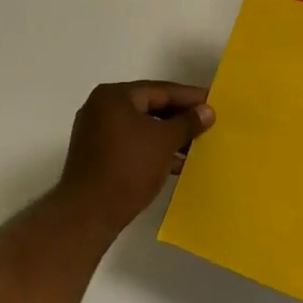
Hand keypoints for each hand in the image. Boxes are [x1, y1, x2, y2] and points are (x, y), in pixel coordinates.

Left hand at [54, 81, 214, 234]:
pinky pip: (132, 144)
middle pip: (149, 107)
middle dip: (180, 117)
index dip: (189, 97)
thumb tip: (207, 111)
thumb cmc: (128, 167)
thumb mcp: (164, 141)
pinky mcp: (97, 156)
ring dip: (168, 136)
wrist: (89, 212)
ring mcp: (96, 133)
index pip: (160, 90)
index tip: (213, 102)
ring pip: (141, 128)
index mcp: (114, 96)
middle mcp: (101, 108)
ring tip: (197, 145)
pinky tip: (176, 163)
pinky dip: (153, 150)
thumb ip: (187, 123)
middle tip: (207, 123)